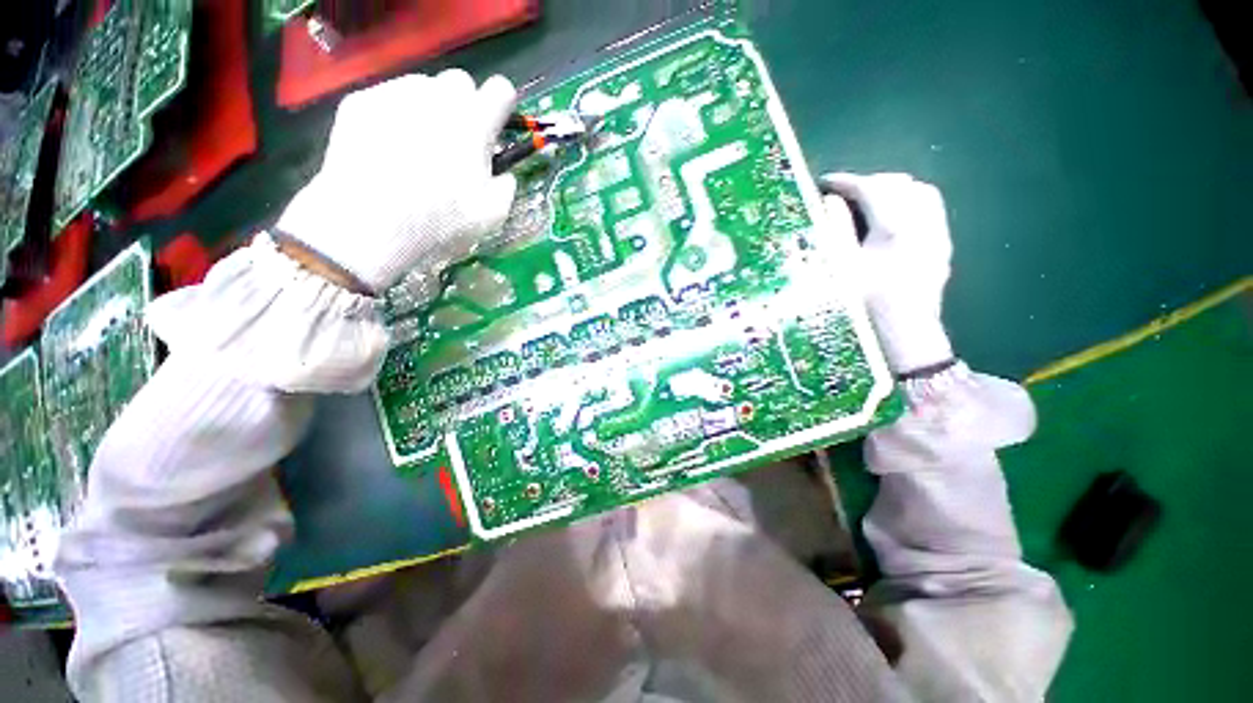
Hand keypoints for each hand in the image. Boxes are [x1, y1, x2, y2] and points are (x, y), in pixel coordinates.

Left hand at [277, 69, 518, 293]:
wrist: (370, 223)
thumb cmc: (440, 221)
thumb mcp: (492, 215)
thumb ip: (505, 186)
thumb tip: (504, 175)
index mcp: (474, 123)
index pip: (501, 89)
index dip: (501, 106)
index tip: (495, 126)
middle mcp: (437, 96)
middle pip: (460, 81)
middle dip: (464, 106)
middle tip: (455, 140)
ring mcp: (395, 94)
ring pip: (422, 88)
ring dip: (429, 109)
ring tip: (418, 147)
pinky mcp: (361, 102)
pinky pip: (387, 98)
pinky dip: (395, 116)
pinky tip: (388, 149)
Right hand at [820, 173, 953, 374]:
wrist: (904, 336)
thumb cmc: (865, 306)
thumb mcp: (841, 269)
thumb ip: (836, 230)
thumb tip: (831, 201)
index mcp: (895, 229)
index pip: (871, 189)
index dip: (846, 182)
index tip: (824, 182)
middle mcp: (922, 224)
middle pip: (898, 184)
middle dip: (868, 183)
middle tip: (842, 194)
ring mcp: (937, 234)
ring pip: (919, 192)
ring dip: (891, 190)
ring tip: (867, 201)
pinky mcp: (942, 246)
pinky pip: (930, 209)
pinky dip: (908, 203)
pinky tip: (892, 218)